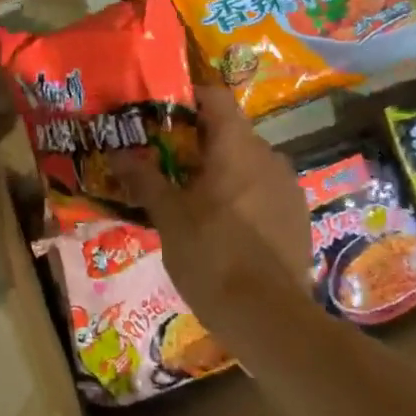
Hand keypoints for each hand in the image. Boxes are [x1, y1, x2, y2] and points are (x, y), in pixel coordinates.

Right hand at [117, 85, 312, 352]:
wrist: (270, 320)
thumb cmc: (212, 255)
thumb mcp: (168, 217)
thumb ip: (144, 179)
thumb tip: (117, 152)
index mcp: (237, 148)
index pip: (216, 98)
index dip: (188, 96)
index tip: (162, 109)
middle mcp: (269, 157)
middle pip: (230, 132)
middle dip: (198, 140)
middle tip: (166, 157)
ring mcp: (288, 188)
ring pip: (248, 163)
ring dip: (221, 169)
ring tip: (191, 193)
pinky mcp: (298, 218)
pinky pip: (263, 190)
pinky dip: (241, 195)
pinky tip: (222, 223)